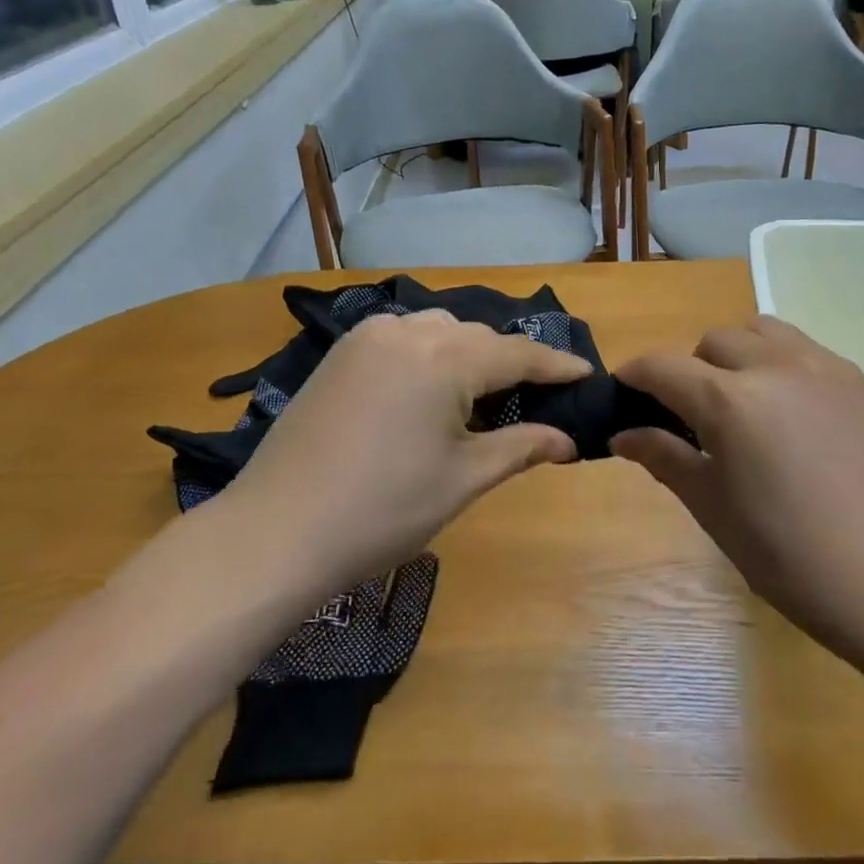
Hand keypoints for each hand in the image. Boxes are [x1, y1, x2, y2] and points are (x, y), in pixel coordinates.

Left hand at [216, 312, 590, 600]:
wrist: (276, 532)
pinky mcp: (340, 354)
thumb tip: (568, 442)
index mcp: (444, 358)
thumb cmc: (383, 509)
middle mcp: (407, 331)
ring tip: (483, 395)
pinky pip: (402, 339)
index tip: (587, 373)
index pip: (517, 354)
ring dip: (469, 354)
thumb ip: (521, 447)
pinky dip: (429, 354)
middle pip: (478, 338)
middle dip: (511, 363)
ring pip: (439, 331)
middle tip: (537, 398)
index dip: (556, 365)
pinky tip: (431, 388)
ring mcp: (366, 338)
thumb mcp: (463, 478)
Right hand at [612, 318, 863, 657]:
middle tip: (690, 418)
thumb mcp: (716, 511)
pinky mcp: (862, 382)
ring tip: (742, 404)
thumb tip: (624, 435)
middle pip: (714, 341)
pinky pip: (805, 350)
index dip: (633, 376)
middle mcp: (776, 368)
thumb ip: (665, 460)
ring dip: (737, 355)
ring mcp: (826, 368)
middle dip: (689, 369)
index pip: (663, 366)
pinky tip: (790, 415)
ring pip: (762, 331)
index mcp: (731, 402)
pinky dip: (780, 364)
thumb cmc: (795, 560)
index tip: (622, 395)